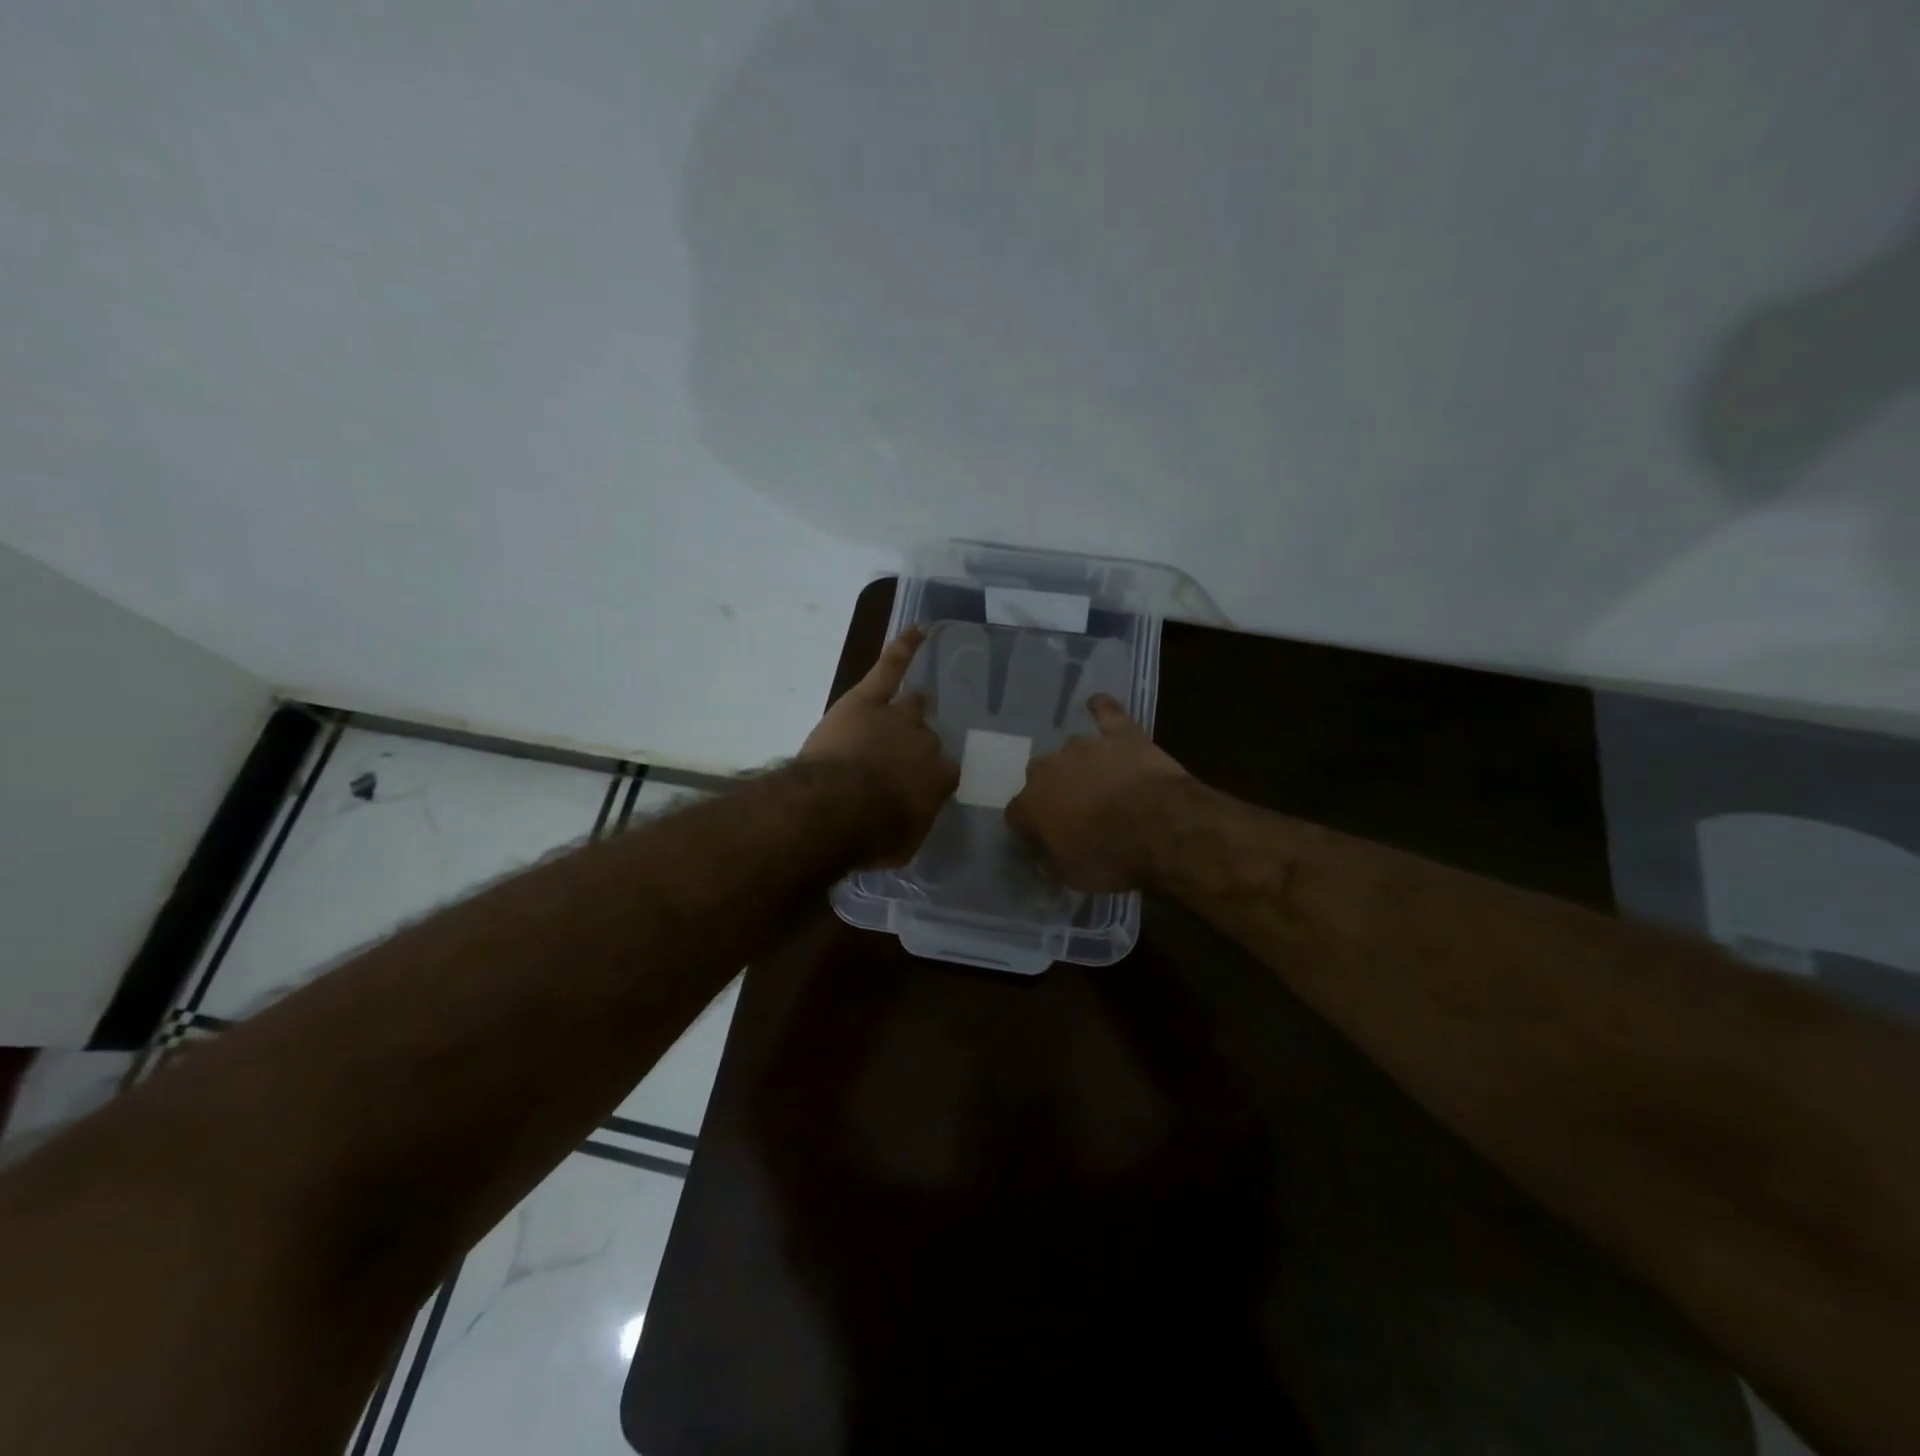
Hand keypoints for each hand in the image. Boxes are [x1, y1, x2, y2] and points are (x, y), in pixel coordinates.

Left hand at [800, 626, 958, 865]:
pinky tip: (917, 630)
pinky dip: (904, 647)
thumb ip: (913, 823)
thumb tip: (912, 815)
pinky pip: (890, 667)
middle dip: (916, 747)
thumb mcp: (903, 843)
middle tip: (899, 759)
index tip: (918, 788)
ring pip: (913, 705)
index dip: (931, 779)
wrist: (836, 807)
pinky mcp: (868, 698)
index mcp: (937, 779)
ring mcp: (898, 716)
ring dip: (913, 707)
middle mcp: (925, 743)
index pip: (944, 773)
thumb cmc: (870, 834)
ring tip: (916, 703)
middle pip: (927, 738)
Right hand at [1006, 693, 1187, 891]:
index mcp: (1031, 804)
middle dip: (1053, 790)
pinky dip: (1102, 710)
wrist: (1162, 828)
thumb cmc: (1112, 858)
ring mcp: (1085, 746)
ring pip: (1071, 750)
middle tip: (1074, 810)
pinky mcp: (1120, 733)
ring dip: (1080, 764)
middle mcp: (1049, 768)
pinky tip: (1098, 705)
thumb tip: (1043, 854)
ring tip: (1099, 781)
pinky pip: (1106, 712)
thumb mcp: (1071, 876)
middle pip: (1039, 775)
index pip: (1016, 813)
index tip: (1044, 838)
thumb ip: (1050, 859)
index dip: (1030, 826)